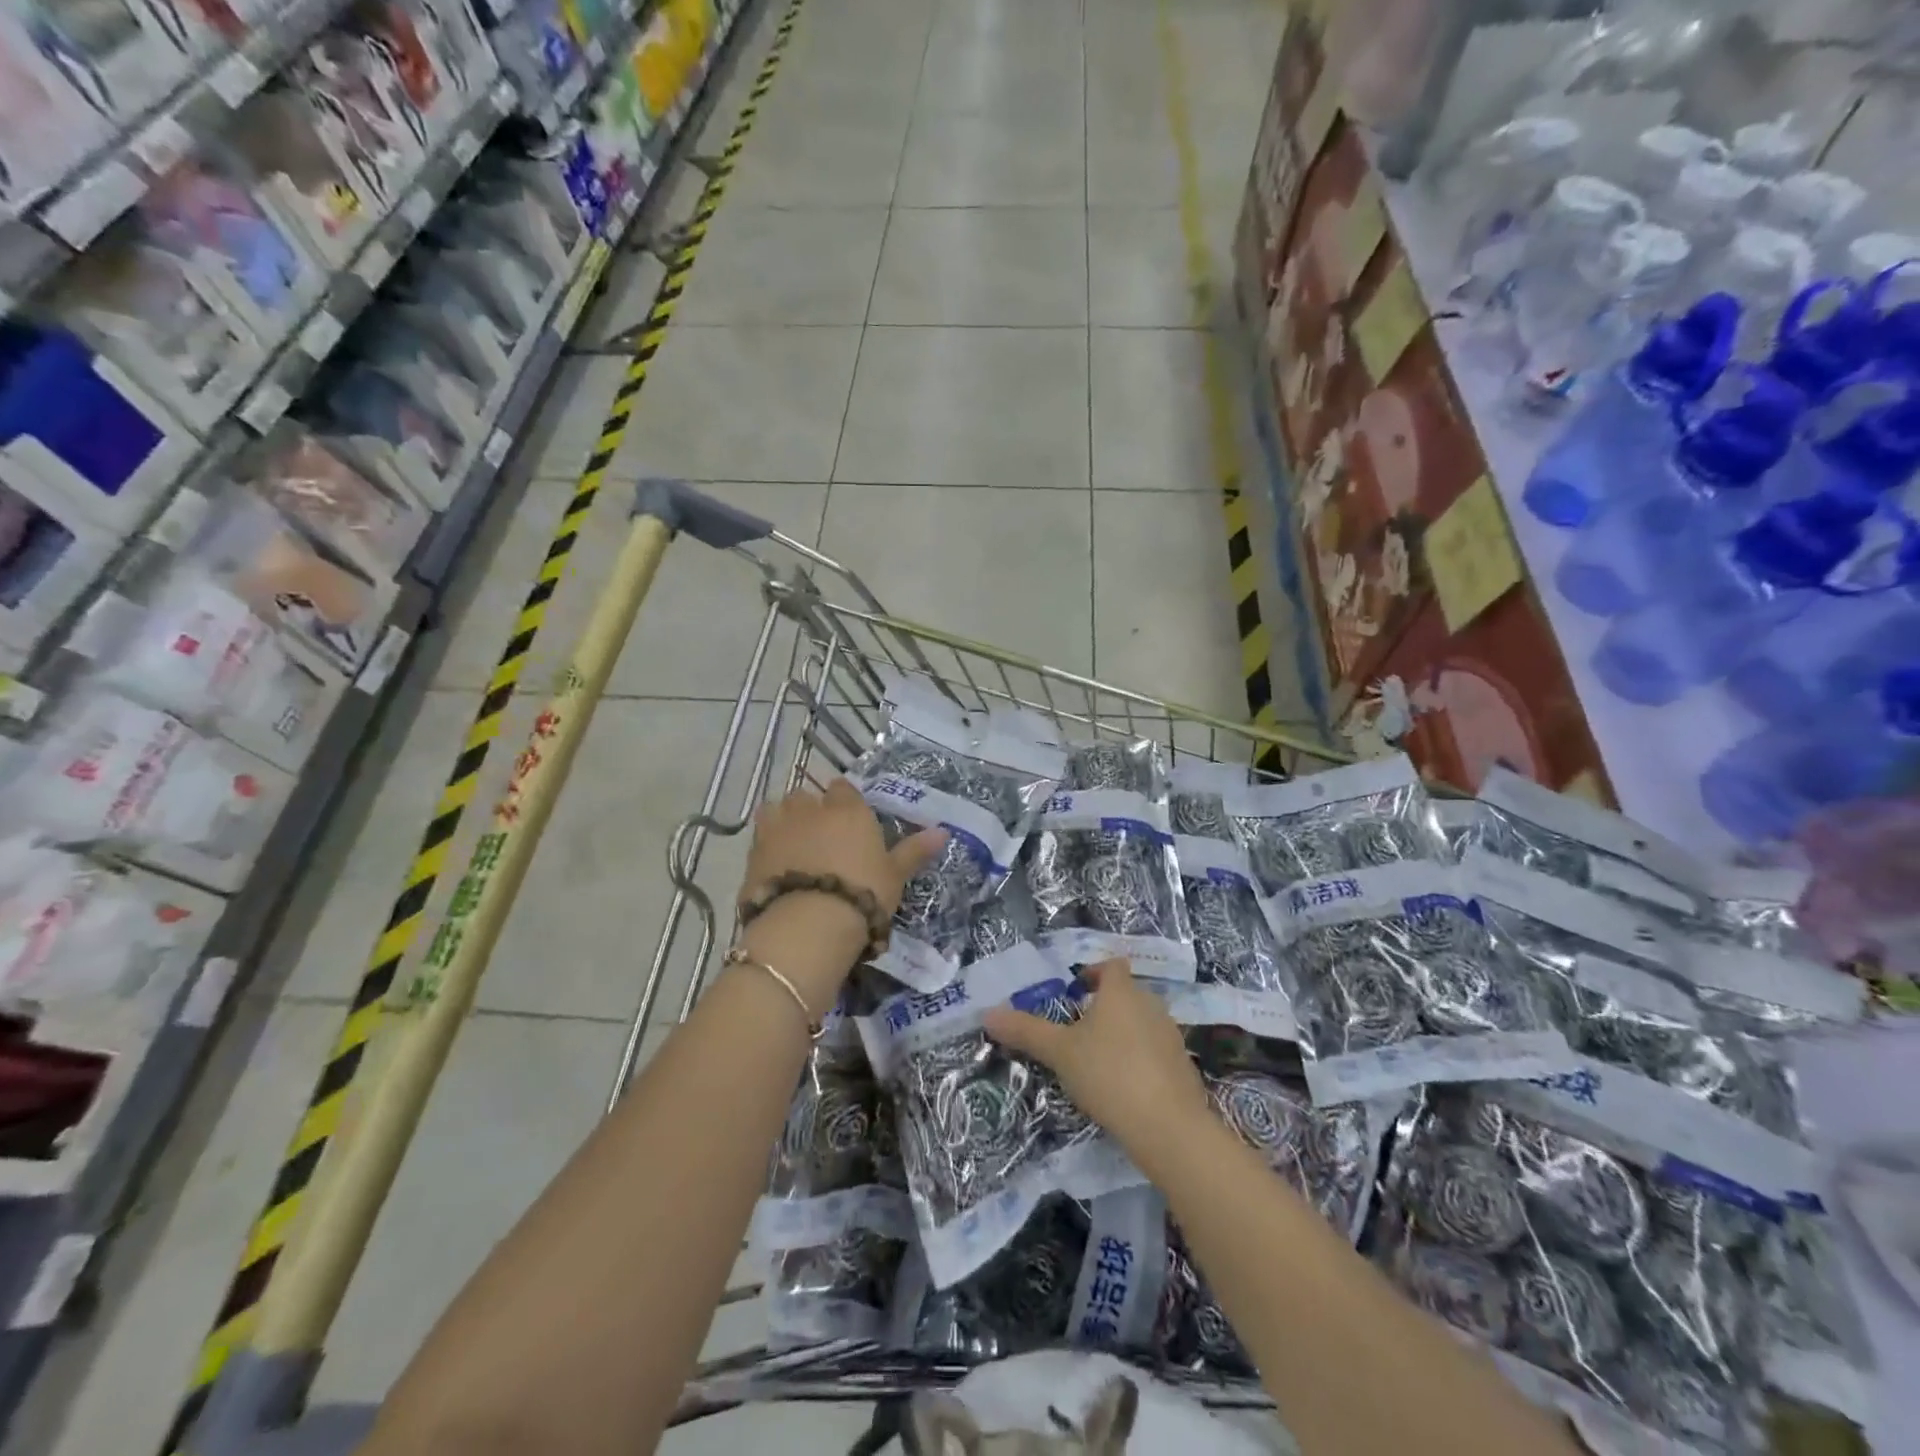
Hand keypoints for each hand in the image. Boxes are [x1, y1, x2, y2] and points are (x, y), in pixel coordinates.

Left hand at [740, 778, 946, 925]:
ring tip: (793, 847)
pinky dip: (767, 849)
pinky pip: (760, 840)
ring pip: (776, 810)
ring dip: (784, 822)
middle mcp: (810, 809)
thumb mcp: (895, 875)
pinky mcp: (753, 854)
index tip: (851, 822)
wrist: (809, 924)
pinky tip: (775, 869)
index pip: (844, 788)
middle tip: (821, 838)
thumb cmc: (863, 893)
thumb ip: (915, 850)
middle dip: (811, 810)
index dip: (845, 802)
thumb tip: (943, 831)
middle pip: (806, 797)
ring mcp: (777, 828)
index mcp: (847, 809)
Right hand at [983, 960, 1211, 1167]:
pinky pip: (1156, 1051)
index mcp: (1121, 992)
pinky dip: (1140, 1059)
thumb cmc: (1109, 1074)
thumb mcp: (1059, 1053)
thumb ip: (1026, 1031)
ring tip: (1098, 1060)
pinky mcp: (1183, 1066)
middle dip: (1104, 1006)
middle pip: (1127, 994)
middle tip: (1077, 1030)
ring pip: (1142, 1022)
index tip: (1075, 991)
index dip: (1094, 973)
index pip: (1111, 966)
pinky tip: (1124, 1087)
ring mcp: (1171, 1036)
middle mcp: (1151, 1004)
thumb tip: (988, 1013)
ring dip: (1122, 1033)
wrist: (1168, 1126)